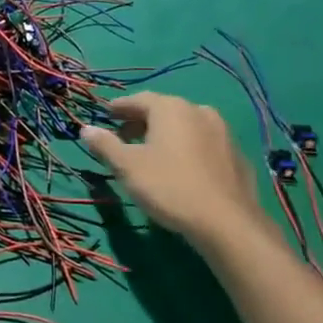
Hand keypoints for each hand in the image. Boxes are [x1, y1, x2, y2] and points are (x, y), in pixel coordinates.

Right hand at [81, 93, 261, 244]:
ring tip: (150, 154)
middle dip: (141, 122)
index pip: (138, 99)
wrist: (226, 222)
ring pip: (186, 127)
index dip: (119, 107)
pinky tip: (180, 169)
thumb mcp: (127, 166)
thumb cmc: (169, 187)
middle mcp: (199, 111)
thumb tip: (85, 128)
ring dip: (165, 135)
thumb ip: (105, 144)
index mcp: (171, 108)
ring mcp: (223, 133)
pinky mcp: (237, 156)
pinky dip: (186, 149)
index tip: (105, 115)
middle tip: (123, 136)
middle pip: (163, 111)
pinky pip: (203, 145)